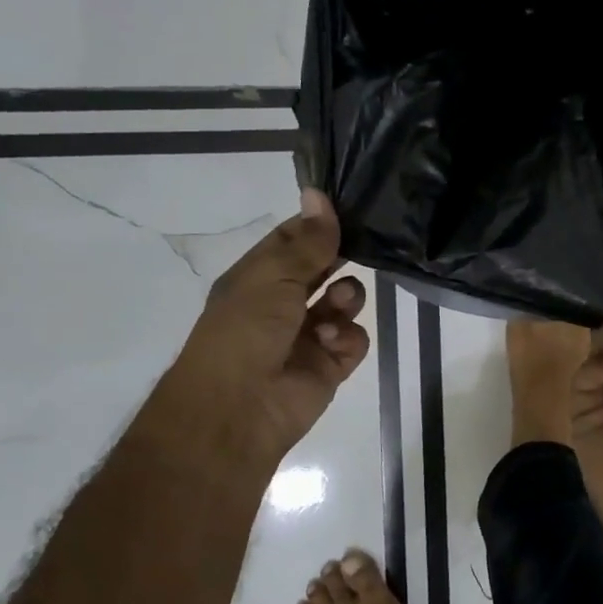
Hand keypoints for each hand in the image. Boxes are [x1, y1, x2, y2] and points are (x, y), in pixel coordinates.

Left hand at [136, 190, 369, 486]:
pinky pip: (353, 339)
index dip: (319, 224)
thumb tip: (318, 193)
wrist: (238, 410)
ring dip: (347, 297)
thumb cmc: (245, 331)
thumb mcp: (274, 276)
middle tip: (364, 247)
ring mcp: (308, 335)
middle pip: (323, 269)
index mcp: (258, 278)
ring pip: (344, 301)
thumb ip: (307, 241)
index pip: (293, 240)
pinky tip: (332, 344)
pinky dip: (347, 338)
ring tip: (339, 305)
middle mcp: (283, 303)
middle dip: (340, 259)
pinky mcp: (329, 365)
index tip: (350, 208)